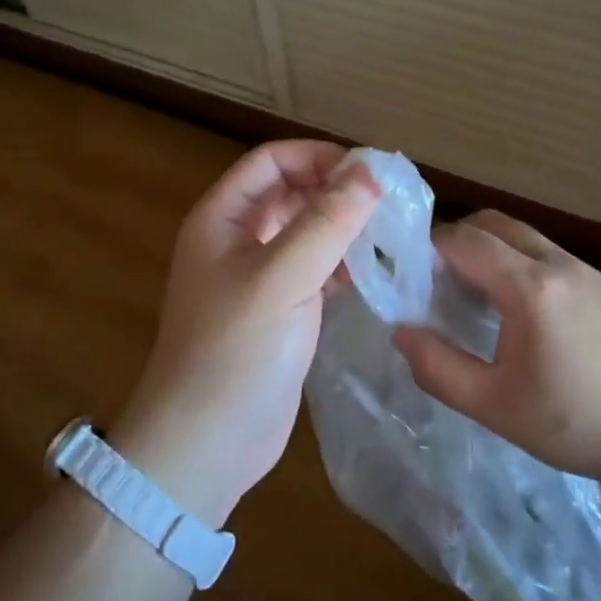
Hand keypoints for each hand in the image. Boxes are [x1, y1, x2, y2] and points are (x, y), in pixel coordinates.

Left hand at [111, 141, 379, 526]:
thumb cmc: (235, 350)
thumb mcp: (282, 277)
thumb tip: (371, 171)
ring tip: (394, 233)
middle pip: (292, 193)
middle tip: (393, 201)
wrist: (206, 443)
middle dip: (338, 190)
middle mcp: (238, 239)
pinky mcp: (279, 311)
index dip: (319, 156)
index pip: (273, 161)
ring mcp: (259, 277)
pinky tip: (376, 272)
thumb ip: (327, 221)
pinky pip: (315, 270)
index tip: (370, 171)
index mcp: (223, 217)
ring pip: (307, 232)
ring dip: (345, 227)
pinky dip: (343, 264)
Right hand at [392, 210, 600, 488]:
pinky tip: (517, 312)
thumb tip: (400, 332)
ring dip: (487, 250)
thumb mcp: (496, 407)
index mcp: (529, 287)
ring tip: (472, 297)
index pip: (462, 240)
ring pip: (521, 234)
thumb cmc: (580, 424)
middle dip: (455, 240)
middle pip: (491, 222)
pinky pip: (545, 252)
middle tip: (436, 283)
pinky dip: (516, 262)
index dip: (427, 250)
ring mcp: (585, 268)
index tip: (409, 279)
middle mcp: (557, 262)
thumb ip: (439, 368)